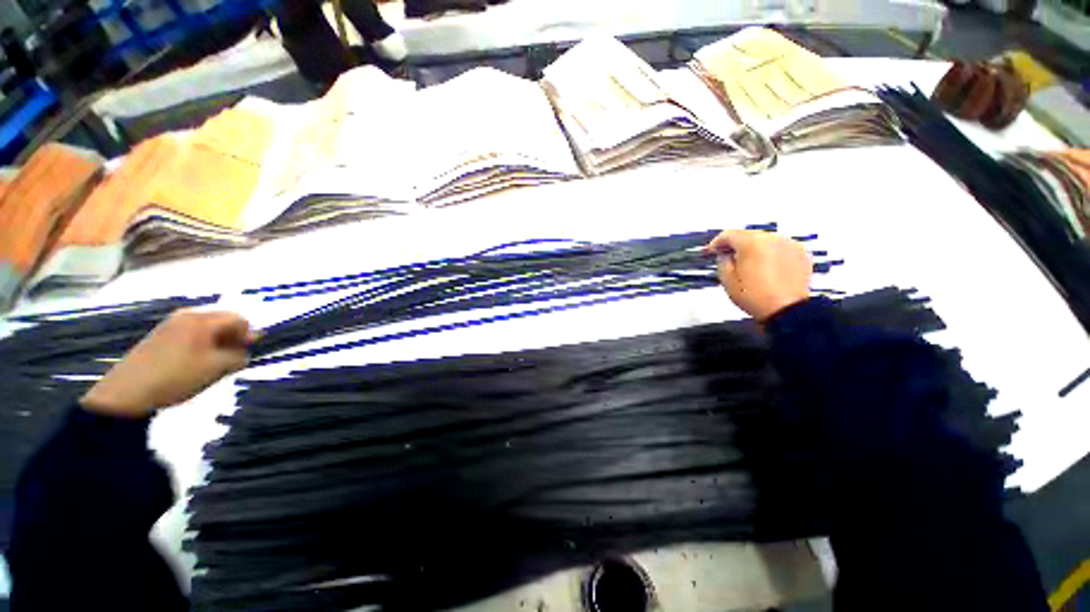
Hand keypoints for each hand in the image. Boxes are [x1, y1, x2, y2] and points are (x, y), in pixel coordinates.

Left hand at [80, 310, 254, 418]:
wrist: (128, 392)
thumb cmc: (178, 376)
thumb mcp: (216, 368)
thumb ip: (238, 357)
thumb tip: (245, 352)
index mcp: (202, 320)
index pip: (238, 319)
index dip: (249, 334)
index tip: (249, 352)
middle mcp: (187, 316)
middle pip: (221, 320)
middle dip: (232, 337)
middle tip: (233, 358)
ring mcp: (170, 325)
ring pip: (205, 328)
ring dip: (216, 342)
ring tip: (214, 363)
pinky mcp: (159, 337)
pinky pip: (190, 334)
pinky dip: (200, 345)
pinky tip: (195, 363)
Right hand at [705, 230, 811, 320]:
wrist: (786, 310)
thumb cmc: (755, 296)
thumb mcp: (727, 280)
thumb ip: (722, 261)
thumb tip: (724, 254)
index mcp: (752, 243)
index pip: (729, 234)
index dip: (717, 243)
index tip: (711, 250)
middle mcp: (772, 238)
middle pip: (748, 235)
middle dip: (736, 245)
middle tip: (727, 257)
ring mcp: (789, 244)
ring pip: (764, 241)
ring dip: (754, 249)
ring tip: (747, 265)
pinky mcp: (800, 253)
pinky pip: (779, 248)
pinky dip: (770, 254)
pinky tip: (764, 268)